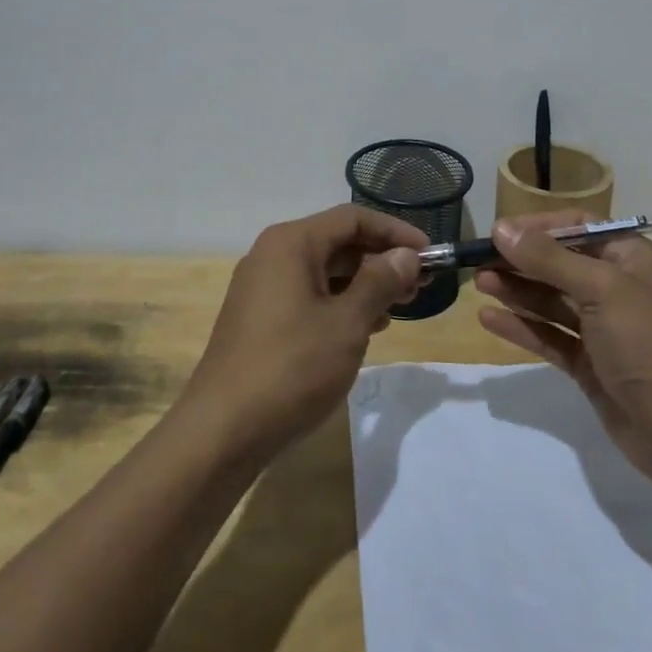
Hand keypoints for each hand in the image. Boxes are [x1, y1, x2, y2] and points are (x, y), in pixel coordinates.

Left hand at [180, 204, 427, 460]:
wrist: (221, 432)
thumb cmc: (291, 368)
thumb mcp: (347, 324)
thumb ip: (380, 282)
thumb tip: (406, 255)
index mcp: (291, 243)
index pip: (353, 218)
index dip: (395, 232)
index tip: (430, 254)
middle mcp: (273, 255)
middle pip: (338, 242)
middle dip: (382, 259)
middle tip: (420, 285)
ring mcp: (263, 288)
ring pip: (325, 271)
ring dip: (365, 284)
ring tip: (399, 307)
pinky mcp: (260, 319)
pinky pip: (309, 295)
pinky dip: (341, 303)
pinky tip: (366, 328)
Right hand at [475, 211, 651, 488]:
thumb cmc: (650, 343)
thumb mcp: (601, 289)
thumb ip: (549, 259)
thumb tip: (501, 227)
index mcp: (633, 259)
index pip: (581, 227)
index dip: (540, 227)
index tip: (500, 232)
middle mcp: (620, 289)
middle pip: (562, 264)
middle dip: (522, 261)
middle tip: (478, 260)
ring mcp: (605, 329)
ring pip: (554, 301)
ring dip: (518, 291)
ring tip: (479, 283)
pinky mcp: (592, 365)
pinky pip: (552, 337)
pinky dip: (523, 327)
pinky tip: (490, 320)